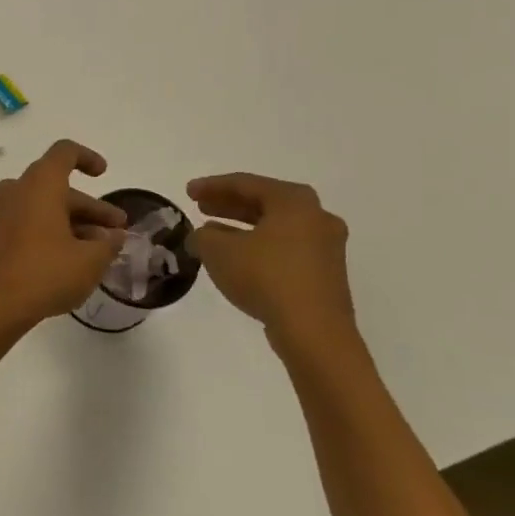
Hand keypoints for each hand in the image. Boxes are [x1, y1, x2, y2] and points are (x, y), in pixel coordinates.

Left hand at [0, 140, 127, 330]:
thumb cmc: (46, 272)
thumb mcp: (90, 260)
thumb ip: (109, 243)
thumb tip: (115, 236)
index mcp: (41, 183)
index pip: (65, 152)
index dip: (87, 158)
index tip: (103, 174)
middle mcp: (19, 190)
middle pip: (59, 187)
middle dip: (92, 207)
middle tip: (118, 230)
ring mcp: (4, 212)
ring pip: (46, 207)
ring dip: (75, 222)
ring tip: (101, 250)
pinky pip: (31, 221)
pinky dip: (54, 231)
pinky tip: (74, 259)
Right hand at [187, 173, 358, 359]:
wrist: (314, 332)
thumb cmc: (266, 277)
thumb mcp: (219, 251)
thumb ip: (203, 236)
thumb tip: (203, 236)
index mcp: (294, 201)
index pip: (246, 184)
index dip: (212, 186)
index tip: (188, 191)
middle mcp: (316, 217)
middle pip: (264, 203)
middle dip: (229, 204)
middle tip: (200, 206)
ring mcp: (326, 247)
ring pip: (275, 227)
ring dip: (242, 227)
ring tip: (212, 233)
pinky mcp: (325, 274)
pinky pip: (286, 249)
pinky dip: (259, 247)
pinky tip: (238, 259)